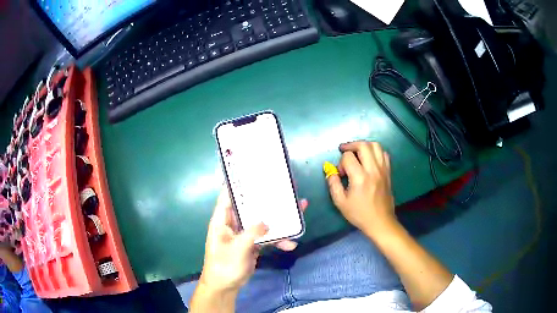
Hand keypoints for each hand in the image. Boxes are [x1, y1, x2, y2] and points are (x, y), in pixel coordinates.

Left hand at [199, 187, 308, 292]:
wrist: (226, 286)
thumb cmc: (224, 266)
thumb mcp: (237, 249)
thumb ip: (252, 234)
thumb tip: (267, 222)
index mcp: (222, 220)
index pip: (227, 196)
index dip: (237, 183)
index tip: (252, 173)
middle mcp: (233, 223)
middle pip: (251, 207)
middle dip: (268, 200)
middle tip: (285, 189)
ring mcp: (245, 234)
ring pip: (263, 222)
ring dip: (279, 219)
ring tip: (299, 209)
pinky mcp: (253, 244)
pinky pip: (267, 237)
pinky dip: (279, 239)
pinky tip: (291, 244)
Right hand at [326, 141, 395, 237]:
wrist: (380, 221)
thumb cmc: (359, 214)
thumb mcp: (340, 202)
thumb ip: (333, 184)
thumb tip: (330, 171)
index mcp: (360, 177)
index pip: (348, 157)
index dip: (341, 163)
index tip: (341, 174)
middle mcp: (373, 169)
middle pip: (363, 145)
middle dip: (351, 145)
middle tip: (344, 151)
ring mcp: (383, 169)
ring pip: (376, 146)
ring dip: (364, 145)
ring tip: (357, 152)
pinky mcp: (388, 172)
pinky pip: (384, 154)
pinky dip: (376, 152)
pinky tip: (370, 159)